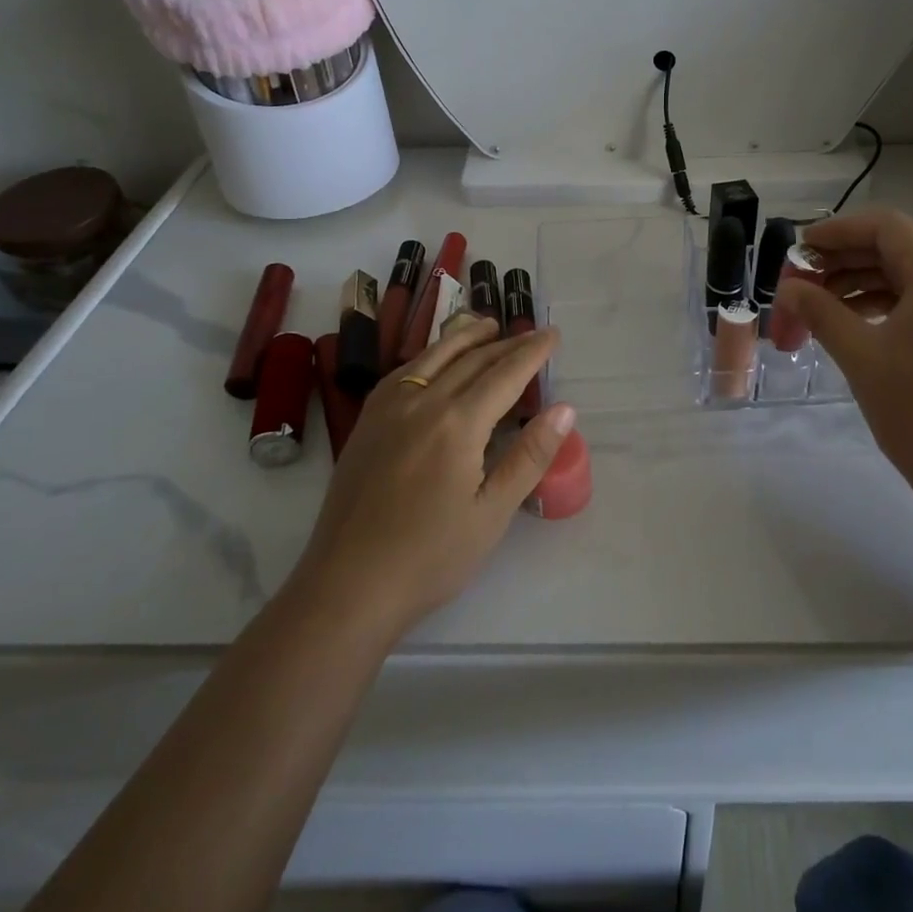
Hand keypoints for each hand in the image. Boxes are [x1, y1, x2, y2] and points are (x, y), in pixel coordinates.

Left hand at [292, 315, 572, 639]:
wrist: (347, 586)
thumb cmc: (430, 557)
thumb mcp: (492, 513)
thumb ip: (529, 456)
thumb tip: (564, 409)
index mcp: (457, 424)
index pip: (504, 375)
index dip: (532, 352)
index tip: (553, 334)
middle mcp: (422, 403)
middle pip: (472, 360)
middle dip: (506, 343)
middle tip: (532, 332)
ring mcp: (388, 410)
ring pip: (433, 357)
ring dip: (465, 337)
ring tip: (488, 325)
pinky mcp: (366, 423)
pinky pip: (403, 373)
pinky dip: (428, 355)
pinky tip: (434, 359)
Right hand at [774, 209, 912, 540]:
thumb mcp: (860, 354)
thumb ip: (819, 311)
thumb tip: (786, 288)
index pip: (884, 227)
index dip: (837, 231)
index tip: (799, 249)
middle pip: (895, 249)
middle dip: (844, 260)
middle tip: (801, 280)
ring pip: (907, 276)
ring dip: (860, 283)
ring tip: (818, 304)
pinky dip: (884, 303)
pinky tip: (853, 322)